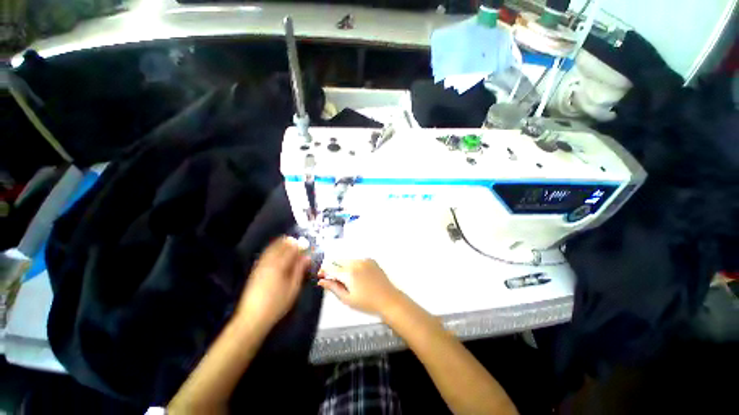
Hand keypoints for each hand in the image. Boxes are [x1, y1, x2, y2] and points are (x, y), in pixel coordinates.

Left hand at [235, 237, 310, 332]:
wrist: (253, 317)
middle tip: (298, 243)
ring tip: (289, 244)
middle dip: (290, 242)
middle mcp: (269, 262)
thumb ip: (300, 270)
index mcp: (279, 265)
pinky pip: (265, 254)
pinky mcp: (255, 270)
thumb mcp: (293, 288)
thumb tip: (306, 257)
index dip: (299, 245)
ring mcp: (260, 265)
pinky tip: (277, 252)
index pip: (291, 249)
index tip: (306, 245)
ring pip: (271, 248)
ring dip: (281, 244)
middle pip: (280, 245)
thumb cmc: (277, 304)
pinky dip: (273, 249)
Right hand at [318, 259, 400, 315]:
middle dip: (333, 268)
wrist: (388, 299)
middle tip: (333, 280)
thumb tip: (322, 281)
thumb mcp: (347, 299)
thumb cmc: (368, 302)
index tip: (320, 276)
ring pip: (348, 260)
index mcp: (349, 272)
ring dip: (343, 267)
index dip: (323, 271)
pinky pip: (357, 260)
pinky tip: (357, 276)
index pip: (331, 267)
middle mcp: (357, 262)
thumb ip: (333, 288)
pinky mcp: (371, 260)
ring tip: (346, 280)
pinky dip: (353, 265)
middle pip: (338, 261)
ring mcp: (365, 260)